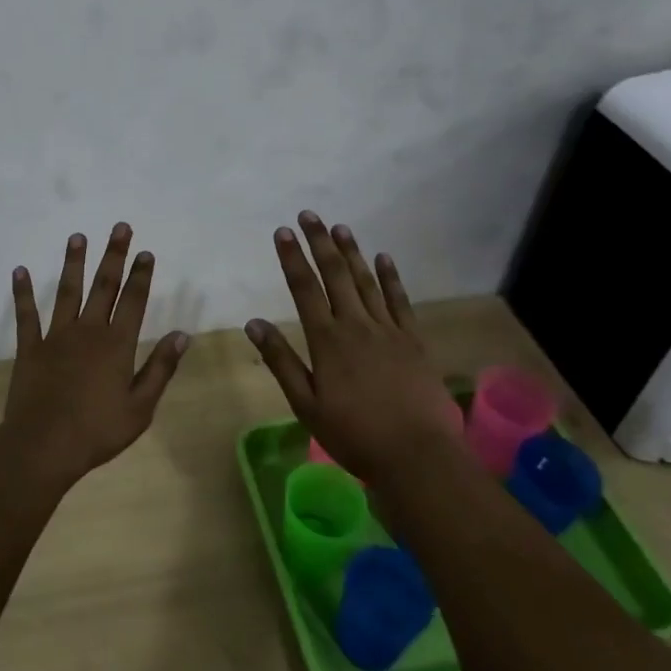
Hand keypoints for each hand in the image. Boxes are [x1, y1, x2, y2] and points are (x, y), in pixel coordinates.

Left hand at [0, 222, 190, 489]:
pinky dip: (23, 292)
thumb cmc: (98, 431)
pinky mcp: (30, 348)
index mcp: (116, 344)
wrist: (44, 445)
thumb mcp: (141, 406)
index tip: (145, 252)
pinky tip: (20, 271)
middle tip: (119, 227)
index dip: (140, 275)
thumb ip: (160, 368)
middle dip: (113, 255)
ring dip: (73, 263)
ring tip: (77, 236)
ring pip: (67, 291)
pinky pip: (27, 315)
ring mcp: (56, 336)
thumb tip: (181, 335)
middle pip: (103, 286)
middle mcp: (88, 331)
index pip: (133, 301)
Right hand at [246, 211, 462, 483]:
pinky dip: (391, 278)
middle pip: (336, 275)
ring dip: (352, 252)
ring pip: (366, 281)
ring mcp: (388, 330)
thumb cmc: (354, 434)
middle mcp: (356, 325)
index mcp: (327, 341)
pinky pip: (400, 301)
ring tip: (340, 228)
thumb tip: (254, 324)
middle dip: (320, 243)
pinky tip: (383, 258)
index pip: (305, 289)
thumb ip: (281, 361)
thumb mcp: (306, 405)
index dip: (292, 258)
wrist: (417, 455)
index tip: (282, 232)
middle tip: (309, 215)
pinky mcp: (413, 341)